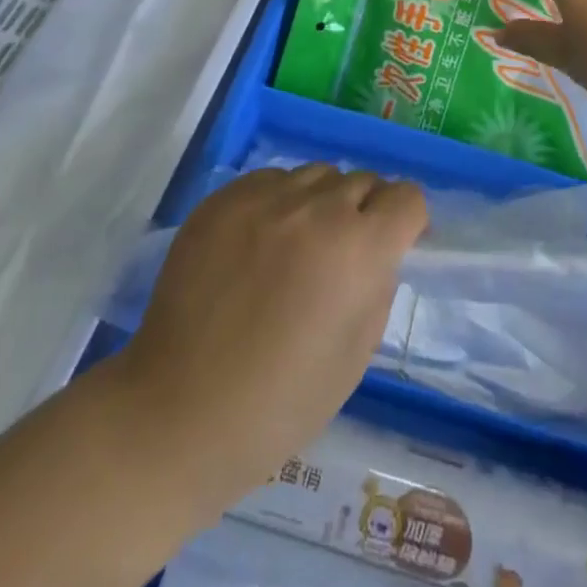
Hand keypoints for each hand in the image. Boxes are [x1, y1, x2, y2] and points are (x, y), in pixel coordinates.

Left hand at [110, 165, 426, 507]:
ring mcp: (264, 199)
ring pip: (317, 174)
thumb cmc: (281, 402)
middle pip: (363, 181)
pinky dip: (279, 202)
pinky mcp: (223, 199)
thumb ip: (378, 286)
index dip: (408, 221)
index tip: (395, 244)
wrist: (178, 412)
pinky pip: (271, 180)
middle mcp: (316, 209)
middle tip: (343, 253)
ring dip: (323, 201)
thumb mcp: (356, 354)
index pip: (407, 197)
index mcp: (359, 249)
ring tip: (299, 244)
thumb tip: (378, 252)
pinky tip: (259, 244)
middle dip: (366, 211)